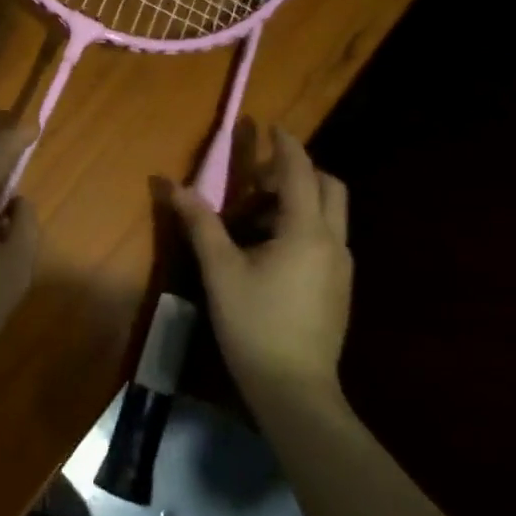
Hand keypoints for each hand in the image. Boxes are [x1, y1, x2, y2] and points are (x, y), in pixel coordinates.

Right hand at [170, 126, 353, 416]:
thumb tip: (173, 186)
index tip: (271, 126)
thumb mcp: (221, 271)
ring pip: (330, 214)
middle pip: (329, 186)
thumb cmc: (254, 324)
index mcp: (305, 231)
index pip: (299, 172)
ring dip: (300, 201)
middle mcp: (333, 241)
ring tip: (257, 219)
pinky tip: (272, 252)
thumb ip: (200, 224)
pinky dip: (304, 226)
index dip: (285, 145)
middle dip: (299, 172)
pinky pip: (327, 239)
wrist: (295, 388)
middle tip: (258, 181)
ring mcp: (341, 267)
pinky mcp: (340, 288)